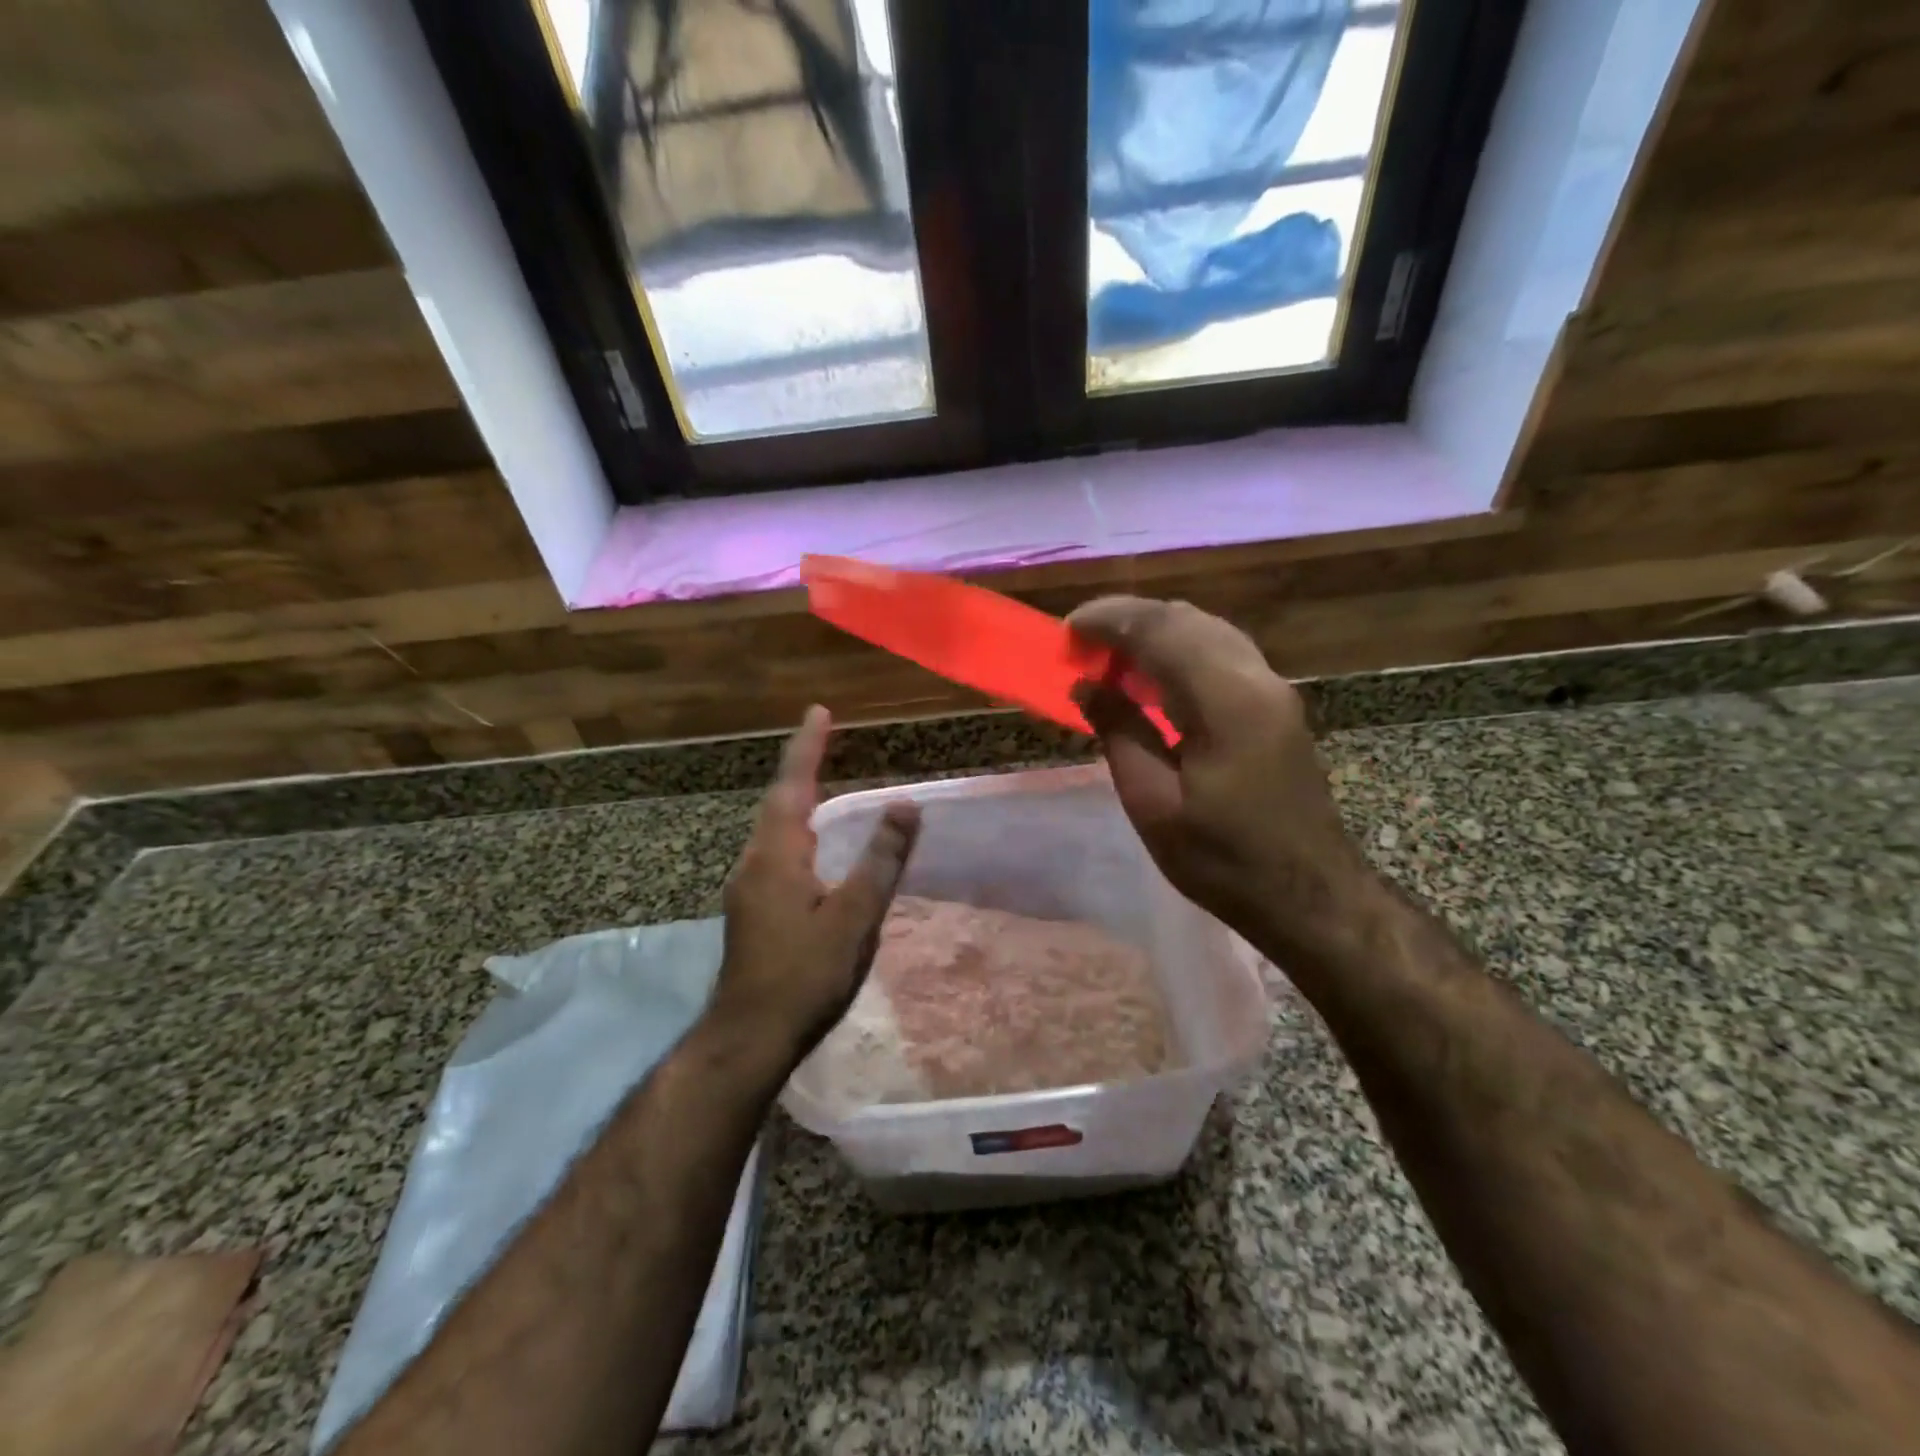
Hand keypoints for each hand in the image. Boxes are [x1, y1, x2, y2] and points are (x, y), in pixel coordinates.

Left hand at [712, 706, 920, 1067]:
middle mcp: (754, 861)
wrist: (749, 1036)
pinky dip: (796, 830)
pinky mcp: (751, 909)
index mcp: (777, 854)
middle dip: (802, 768)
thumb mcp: (854, 916)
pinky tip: (811, 847)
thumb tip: (905, 805)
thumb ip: (881, 859)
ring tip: (820, 780)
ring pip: (774, 829)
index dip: (808, 747)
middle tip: (824, 739)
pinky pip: (775, 851)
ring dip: (797, 799)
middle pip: (779, 801)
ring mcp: (747, 886)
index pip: (794, 785)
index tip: (819, 710)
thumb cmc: (805, 974)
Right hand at [1069, 596, 1374, 955]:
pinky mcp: (1277, 706)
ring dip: (1154, 633)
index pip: (1162, 629)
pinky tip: (1152, 680)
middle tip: (1082, 644)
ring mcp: (1274, 690)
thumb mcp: (1154, 804)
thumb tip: (1088, 686)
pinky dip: (1180, 652)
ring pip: (1207, 631)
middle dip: (1128, 620)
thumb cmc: (1224, 861)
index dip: (1109, 620)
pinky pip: (1222, 655)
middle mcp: (1257, 679)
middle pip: (1187, 619)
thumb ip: (1120, 733)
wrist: (1310, 896)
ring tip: (1109, 658)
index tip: (1067, 631)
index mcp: (1228, 702)